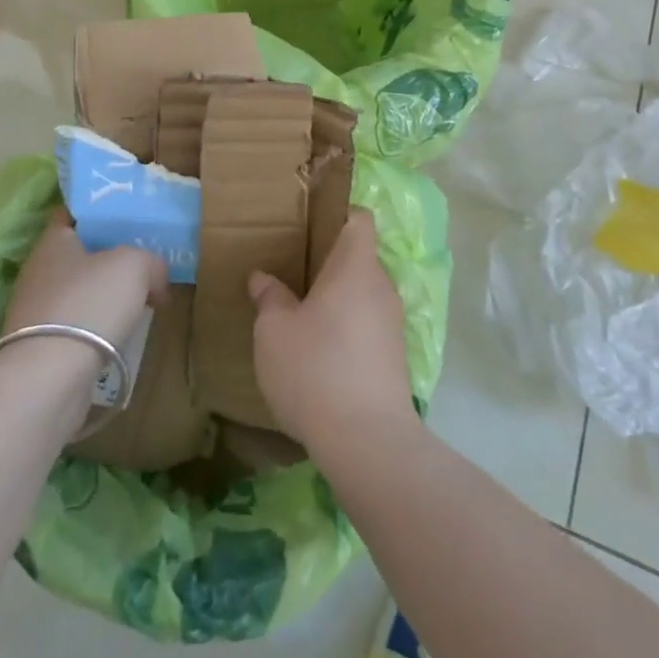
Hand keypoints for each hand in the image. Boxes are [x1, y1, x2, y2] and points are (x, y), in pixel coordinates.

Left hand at [4, 207, 166, 349]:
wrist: (49, 377)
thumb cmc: (90, 303)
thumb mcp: (135, 265)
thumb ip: (151, 261)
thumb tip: (156, 278)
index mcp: (53, 241)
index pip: (73, 214)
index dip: (100, 212)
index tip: (128, 217)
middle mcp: (38, 271)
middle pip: (79, 255)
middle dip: (109, 258)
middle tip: (144, 262)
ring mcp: (35, 312)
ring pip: (78, 292)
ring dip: (104, 297)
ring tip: (139, 302)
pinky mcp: (40, 348)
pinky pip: (76, 326)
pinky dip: (97, 328)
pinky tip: (120, 335)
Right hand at [247, 207, 413, 451]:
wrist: (367, 442)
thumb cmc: (315, 369)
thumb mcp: (274, 331)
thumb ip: (269, 298)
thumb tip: (263, 278)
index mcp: (356, 266)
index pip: (359, 219)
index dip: (337, 215)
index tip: (307, 227)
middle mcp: (381, 287)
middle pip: (359, 258)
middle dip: (329, 263)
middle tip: (291, 272)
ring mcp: (393, 324)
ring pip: (363, 295)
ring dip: (337, 300)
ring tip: (301, 314)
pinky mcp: (395, 358)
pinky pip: (368, 326)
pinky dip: (347, 329)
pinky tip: (320, 352)